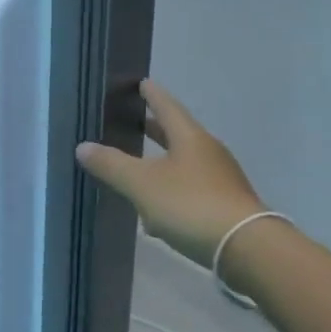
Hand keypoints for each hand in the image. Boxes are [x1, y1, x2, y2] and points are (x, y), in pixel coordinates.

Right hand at [76, 79, 267, 267]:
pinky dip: (172, 193)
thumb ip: (112, 165)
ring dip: (162, 164)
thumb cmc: (191, 205)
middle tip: (135, 121)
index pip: (167, 106)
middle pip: (178, 134)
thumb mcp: (142, 185)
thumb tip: (83, 146)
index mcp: (190, 138)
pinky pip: (192, 190)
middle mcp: (208, 152)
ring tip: (138, 170)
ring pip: (184, 164)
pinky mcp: (226, 206)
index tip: (141, 83)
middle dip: (155, 129)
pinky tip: (156, 215)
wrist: (246, 248)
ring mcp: (221, 179)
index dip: (152, 95)